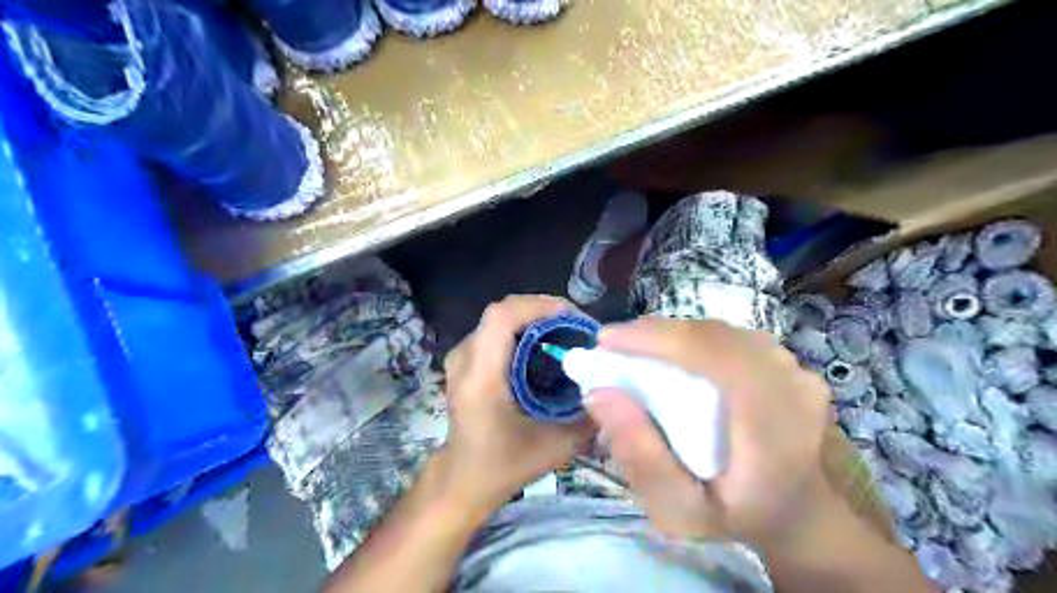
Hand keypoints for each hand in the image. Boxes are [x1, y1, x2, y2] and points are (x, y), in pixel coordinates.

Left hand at [436, 297, 591, 514]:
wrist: (463, 478)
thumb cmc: (504, 465)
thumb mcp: (554, 448)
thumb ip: (587, 417)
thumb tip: (616, 385)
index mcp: (481, 376)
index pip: (502, 317)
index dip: (540, 307)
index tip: (575, 319)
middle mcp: (465, 358)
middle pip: (502, 311)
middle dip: (544, 310)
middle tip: (578, 326)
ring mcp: (462, 356)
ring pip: (500, 318)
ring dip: (535, 317)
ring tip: (566, 332)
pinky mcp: (466, 359)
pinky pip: (496, 329)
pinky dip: (523, 328)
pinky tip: (545, 345)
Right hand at [587, 320, 833, 550]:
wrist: (810, 521)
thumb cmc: (742, 520)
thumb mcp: (681, 509)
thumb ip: (641, 456)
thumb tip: (598, 395)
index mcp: (771, 421)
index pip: (710, 353)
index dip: (655, 337)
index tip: (605, 341)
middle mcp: (791, 384)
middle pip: (713, 336)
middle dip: (656, 333)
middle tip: (613, 344)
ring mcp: (797, 371)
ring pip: (724, 332)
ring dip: (675, 334)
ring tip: (637, 347)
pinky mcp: (792, 367)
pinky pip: (735, 340)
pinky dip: (697, 340)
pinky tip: (673, 354)